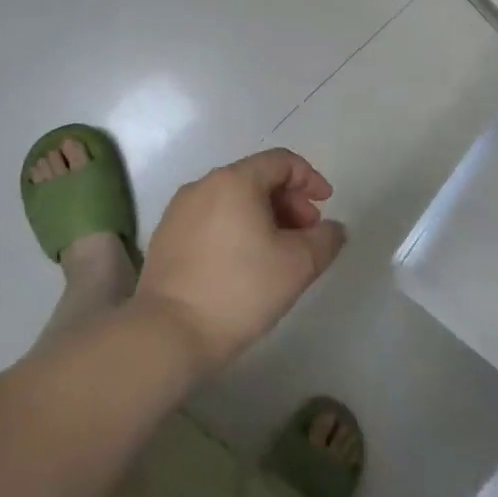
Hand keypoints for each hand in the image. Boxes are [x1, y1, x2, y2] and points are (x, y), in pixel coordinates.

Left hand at [135, 148, 346, 373]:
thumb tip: (332, 229)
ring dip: (263, 216)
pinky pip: (211, 219)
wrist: (167, 334)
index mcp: (235, 181)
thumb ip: (326, 239)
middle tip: (306, 234)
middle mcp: (203, 185)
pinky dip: (235, 229)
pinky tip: (244, 264)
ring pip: (232, 200)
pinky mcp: (165, 237)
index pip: (281, 161)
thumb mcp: (299, 265)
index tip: (325, 206)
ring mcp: (179, 211)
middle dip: (288, 201)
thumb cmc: (240, 290)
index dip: (310, 179)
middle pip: (256, 178)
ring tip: (278, 252)